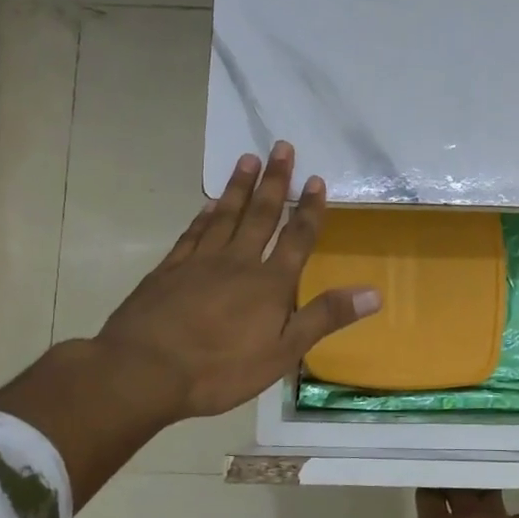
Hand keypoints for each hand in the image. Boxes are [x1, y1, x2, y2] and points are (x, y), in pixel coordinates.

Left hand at [95, 142, 380, 421]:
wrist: (144, 370)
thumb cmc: (220, 368)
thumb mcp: (282, 352)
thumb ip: (325, 317)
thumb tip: (374, 293)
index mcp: (269, 283)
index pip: (297, 238)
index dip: (309, 210)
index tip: (316, 180)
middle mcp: (237, 262)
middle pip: (261, 215)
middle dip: (275, 181)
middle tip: (282, 147)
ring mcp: (199, 262)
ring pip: (225, 215)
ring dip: (239, 187)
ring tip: (248, 159)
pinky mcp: (169, 270)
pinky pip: (192, 233)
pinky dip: (203, 215)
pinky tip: (208, 204)